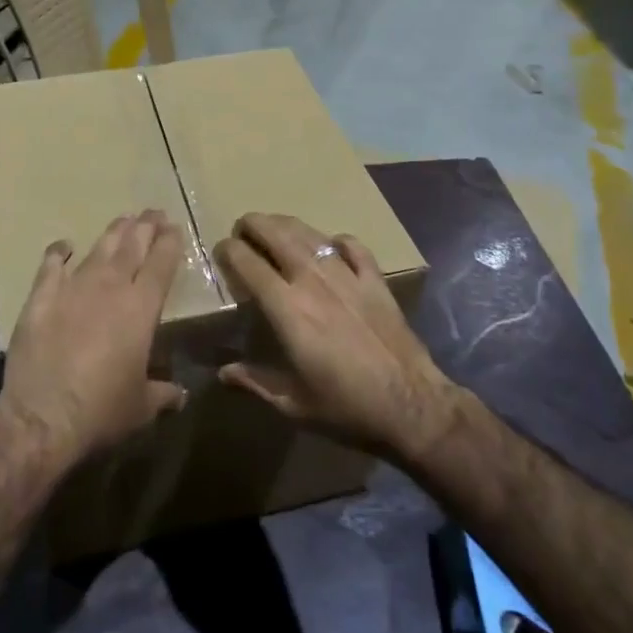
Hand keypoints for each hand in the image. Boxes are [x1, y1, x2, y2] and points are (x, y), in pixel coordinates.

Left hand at [0, 211, 187, 470]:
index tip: (174, 227)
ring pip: (98, 250)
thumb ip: (163, 394)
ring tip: (124, 219)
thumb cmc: (102, 411)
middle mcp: (110, 288)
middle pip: (132, 247)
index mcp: (141, 309)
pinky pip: (51, 265)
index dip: (169, 243)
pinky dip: (59, 251)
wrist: (43, 416)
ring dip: (113, 233)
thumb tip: (180, 394)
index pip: (161, 265)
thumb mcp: (142, 407)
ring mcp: (73, 288)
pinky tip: (65, 245)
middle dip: (145, 227)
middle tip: (153, 212)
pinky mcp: (41, 297)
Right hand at [216, 213, 462, 465]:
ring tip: (275, 227)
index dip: (230, 251)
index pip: (249, 263)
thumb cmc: (346, 407)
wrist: (411, 405)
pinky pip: (352, 246)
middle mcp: (313, 280)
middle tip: (243, 228)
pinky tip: (331, 246)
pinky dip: (336, 241)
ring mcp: (347, 275)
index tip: (221, 250)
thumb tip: (223, 372)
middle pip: (277, 234)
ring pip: (310, 234)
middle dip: (254, 225)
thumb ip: (255, 382)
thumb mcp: (292, 404)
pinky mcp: (375, 280)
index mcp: (287, 308)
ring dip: (287, 225)